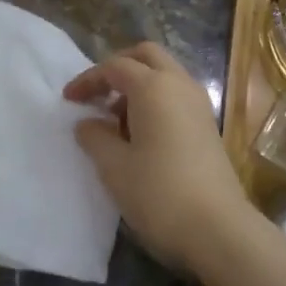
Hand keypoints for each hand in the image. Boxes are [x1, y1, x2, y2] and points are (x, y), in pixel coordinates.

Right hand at [65, 42, 257, 273]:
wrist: (217, 228)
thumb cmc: (158, 193)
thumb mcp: (114, 167)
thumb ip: (95, 137)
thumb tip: (88, 123)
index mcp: (154, 87)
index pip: (115, 67)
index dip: (88, 79)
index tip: (68, 100)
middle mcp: (180, 85)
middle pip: (147, 56)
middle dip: (119, 68)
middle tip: (97, 95)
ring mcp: (199, 104)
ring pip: (166, 74)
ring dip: (139, 85)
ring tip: (115, 121)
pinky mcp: (208, 125)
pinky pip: (177, 96)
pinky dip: (156, 101)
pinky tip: (141, 135)